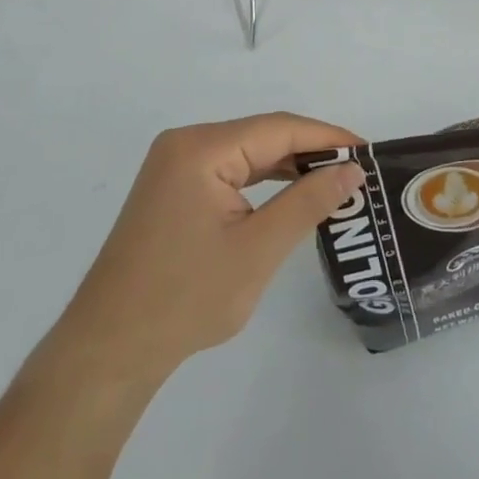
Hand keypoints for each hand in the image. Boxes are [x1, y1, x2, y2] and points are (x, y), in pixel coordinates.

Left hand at [54, 114, 363, 379]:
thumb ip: (308, 202)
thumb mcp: (258, 250)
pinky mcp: (173, 189)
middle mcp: (185, 144)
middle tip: (357, 173)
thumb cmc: (185, 299)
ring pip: (247, 154)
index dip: (327, 137)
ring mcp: (175, 166)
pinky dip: (262, 182)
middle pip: (262, 136)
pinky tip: (290, 196)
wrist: (109, 350)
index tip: (369, 153)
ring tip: (334, 184)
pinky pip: (229, 172)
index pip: (278, 128)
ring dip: (288, 167)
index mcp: (201, 148)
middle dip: (310, 152)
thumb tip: (352, 170)